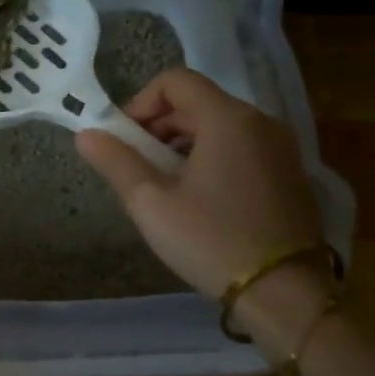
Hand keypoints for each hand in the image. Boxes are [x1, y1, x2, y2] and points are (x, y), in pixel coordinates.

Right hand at [76, 69, 327, 338]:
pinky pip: (239, 147)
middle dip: (157, 126)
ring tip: (162, 185)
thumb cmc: (211, 240)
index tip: (123, 140)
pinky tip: (196, 198)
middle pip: (196, 102)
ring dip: (180, 143)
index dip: (140, 102)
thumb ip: (115, 161)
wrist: (284, 294)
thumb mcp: (150, 202)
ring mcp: (280, 148)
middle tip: (135, 166)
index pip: (175, 81)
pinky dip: (209, 157)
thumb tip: (85, 134)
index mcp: (228, 119)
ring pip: (217, 126)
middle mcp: (260, 122)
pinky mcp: (289, 174)